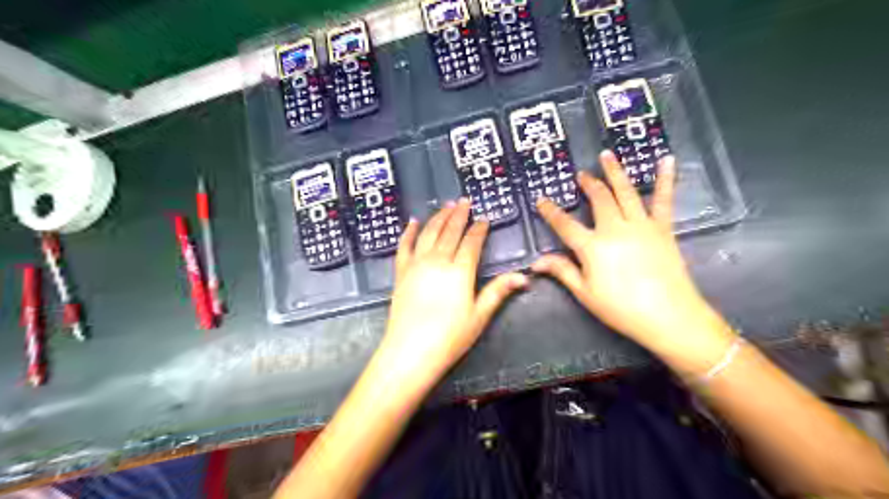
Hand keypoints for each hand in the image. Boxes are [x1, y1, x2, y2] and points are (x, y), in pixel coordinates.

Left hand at [374, 200, 526, 386]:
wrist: (410, 351)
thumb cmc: (449, 337)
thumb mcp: (479, 316)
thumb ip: (498, 291)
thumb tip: (523, 277)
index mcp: (460, 271)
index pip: (471, 242)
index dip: (479, 229)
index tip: (484, 219)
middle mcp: (437, 261)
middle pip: (449, 231)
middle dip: (459, 214)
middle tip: (464, 201)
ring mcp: (416, 265)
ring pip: (428, 233)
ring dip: (438, 217)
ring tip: (446, 205)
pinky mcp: (401, 272)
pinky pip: (404, 246)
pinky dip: (408, 232)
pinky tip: (412, 222)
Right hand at [531, 150, 732, 363]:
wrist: (669, 316)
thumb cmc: (621, 309)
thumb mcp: (585, 293)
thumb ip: (562, 271)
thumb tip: (536, 262)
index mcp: (592, 247)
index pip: (565, 225)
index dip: (551, 212)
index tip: (541, 199)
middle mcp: (614, 229)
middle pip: (598, 199)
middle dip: (587, 184)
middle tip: (580, 174)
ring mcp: (641, 225)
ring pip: (625, 191)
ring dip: (615, 172)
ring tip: (607, 155)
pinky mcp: (662, 228)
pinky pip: (663, 199)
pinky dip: (665, 178)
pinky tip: (666, 159)